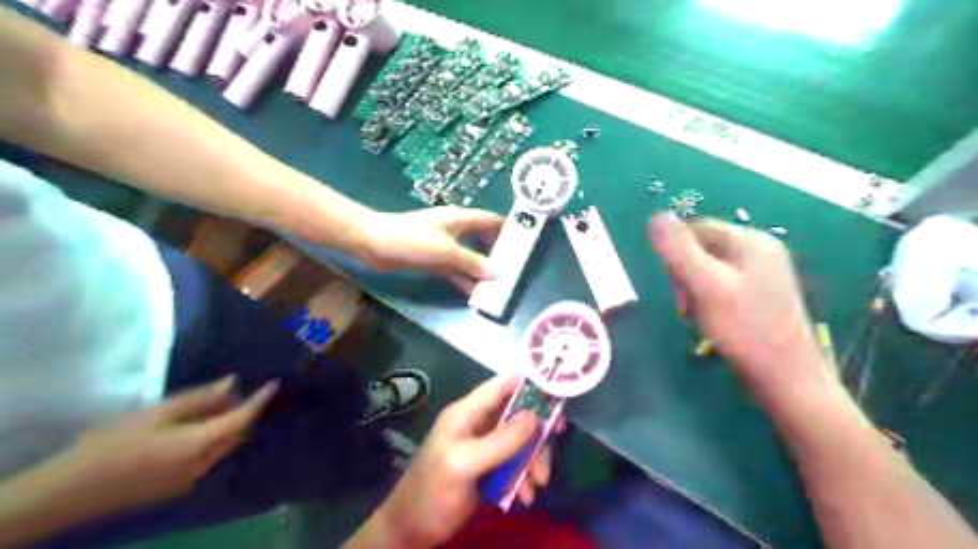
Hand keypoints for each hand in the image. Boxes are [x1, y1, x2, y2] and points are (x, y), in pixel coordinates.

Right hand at [57, 376, 276, 511]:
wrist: (66, 492)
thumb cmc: (111, 443)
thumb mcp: (156, 413)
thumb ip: (199, 399)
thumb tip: (232, 384)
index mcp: (200, 444)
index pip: (242, 419)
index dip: (260, 400)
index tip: (274, 384)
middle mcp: (204, 464)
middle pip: (235, 433)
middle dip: (238, 412)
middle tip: (222, 394)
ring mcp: (191, 479)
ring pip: (222, 446)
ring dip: (222, 426)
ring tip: (201, 409)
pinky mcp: (176, 487)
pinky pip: (206, 458)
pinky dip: (208, 440)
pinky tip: (185, 430)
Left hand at [361, 205, 504, 291]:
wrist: (373, 243)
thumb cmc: (411, 240)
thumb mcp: (446, 251)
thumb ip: (473, 262)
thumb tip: (498, 273)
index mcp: (461, 219)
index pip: (491, 221)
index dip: (508, 229)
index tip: (524, 243)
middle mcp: (456, 230)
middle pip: (483, 240)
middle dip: (497, 254)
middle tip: (514, 270)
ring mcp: (444, 246)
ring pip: (469, 258)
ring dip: (480, 270)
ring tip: (498, 287)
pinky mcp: (433, 259)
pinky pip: (455, 269)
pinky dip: (464, 279)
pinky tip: (474, 294)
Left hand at [372, 375, 553, 545]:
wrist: (412, 530)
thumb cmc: (433, 491)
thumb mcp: (464, 464)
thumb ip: (499, 440)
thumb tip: (536, 416)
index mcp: (467, 412)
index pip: (502, 385)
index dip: (529, 382)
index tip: (558, 389)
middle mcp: (478, 423)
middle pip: (518, 414)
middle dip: (537, 431)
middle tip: (553, 445)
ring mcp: (484, 446)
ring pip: (521, 440)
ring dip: (534, 460)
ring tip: (537, 484)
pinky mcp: (489, 467)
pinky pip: (516, 463)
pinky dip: (525, 477)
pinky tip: (525, 496)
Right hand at [647, 212, 832, 404]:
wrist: (786, 379)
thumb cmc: (745, 330)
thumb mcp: (706, 286)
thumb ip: (679, 250)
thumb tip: (655, 216)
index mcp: (750, 240)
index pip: (696, 228)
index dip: (676, 252)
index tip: (673, 284)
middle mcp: (759, 249)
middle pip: (702, 246)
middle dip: (685, 273)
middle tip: (686, 303)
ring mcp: (763, 272)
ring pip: (709, 267)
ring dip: (694, 288)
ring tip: (698, 314)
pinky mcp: (761, 294)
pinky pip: (721, 283)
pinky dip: (708, 298)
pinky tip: (712, 318)